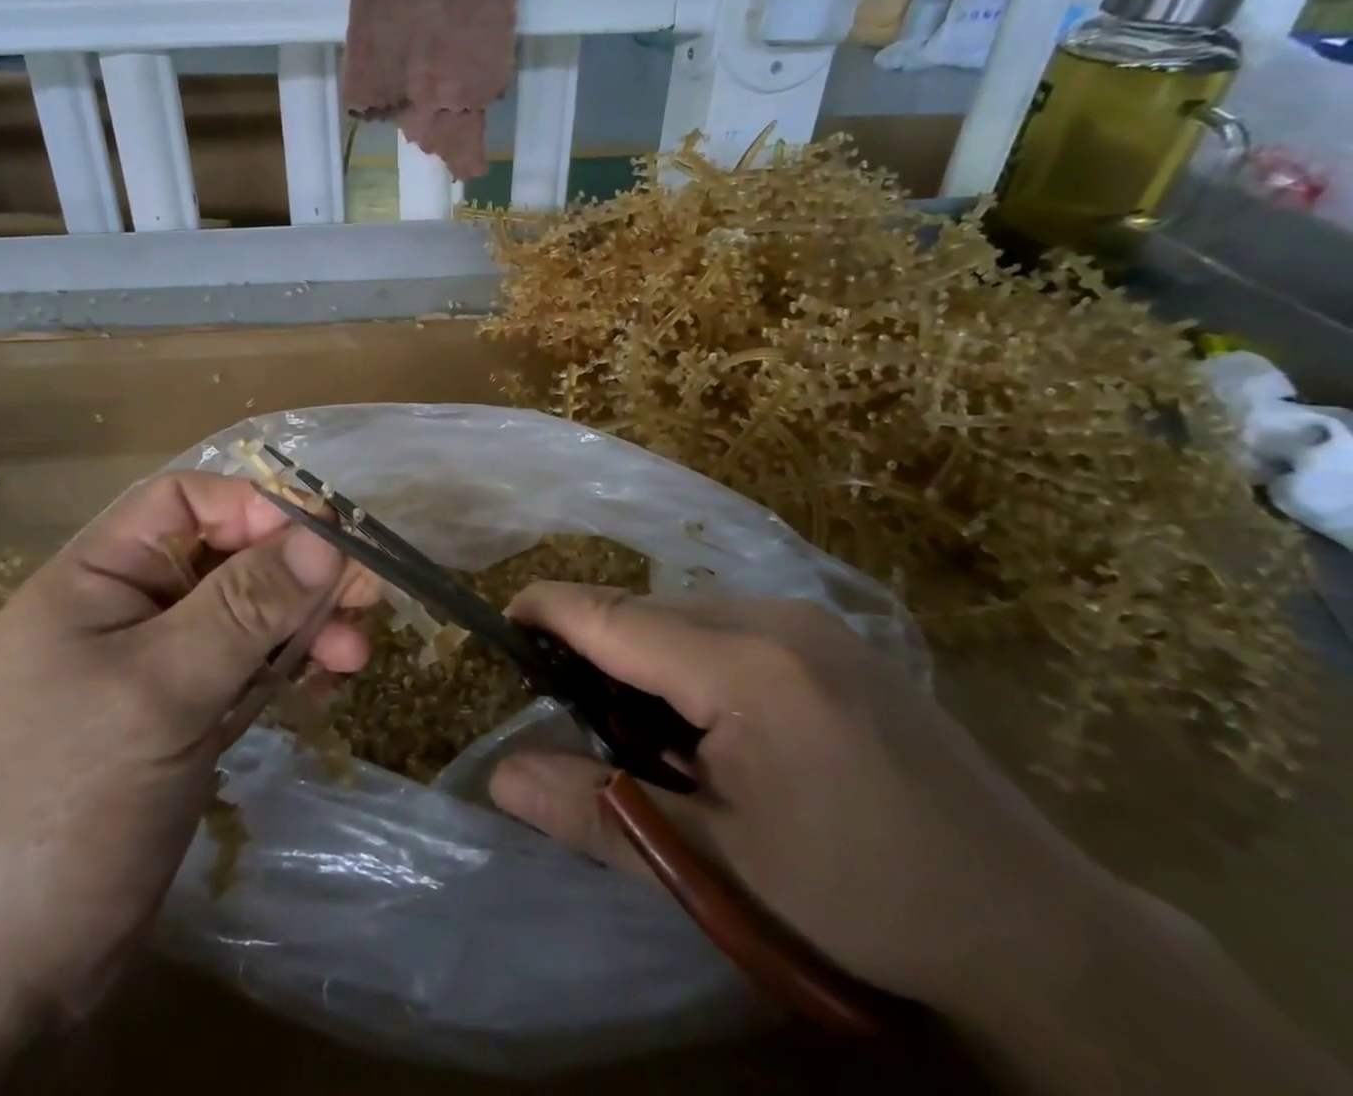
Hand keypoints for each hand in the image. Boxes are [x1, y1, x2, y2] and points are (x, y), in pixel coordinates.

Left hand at [0, 473, 377, 1018]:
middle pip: (223, 558)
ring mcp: (152, 668)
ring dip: (300, 624)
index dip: (253, 506)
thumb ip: (245, 607)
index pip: (182, 502)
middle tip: (366, 593)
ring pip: (241, 615)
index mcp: (93, 578)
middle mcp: (123, 610)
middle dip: (294, 571)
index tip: (325, 534)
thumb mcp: (162, 691)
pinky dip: (285, 668)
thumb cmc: (69, 804)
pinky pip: (242, 669)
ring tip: (356, 652)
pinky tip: (326, 684)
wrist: (2, 976)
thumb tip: (325, 534)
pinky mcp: (178, 718)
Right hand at [487, 585, 1124, 1019]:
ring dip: (648, 657)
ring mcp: (813, 621)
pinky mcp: (835, 638)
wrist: (1034, 924)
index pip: (612, 615)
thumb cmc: (861, 897)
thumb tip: (501, 778)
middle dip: (597, 647)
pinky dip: (693, 658)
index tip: (500, 622)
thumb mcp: (715, 867)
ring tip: (648, 733)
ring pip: (688, 616)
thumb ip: (597, 813)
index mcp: (744, 665)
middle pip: (648, 612)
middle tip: (575, 714)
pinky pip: (731, 625)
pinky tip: (713, 724)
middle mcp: (776, 617)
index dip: (548, 610)